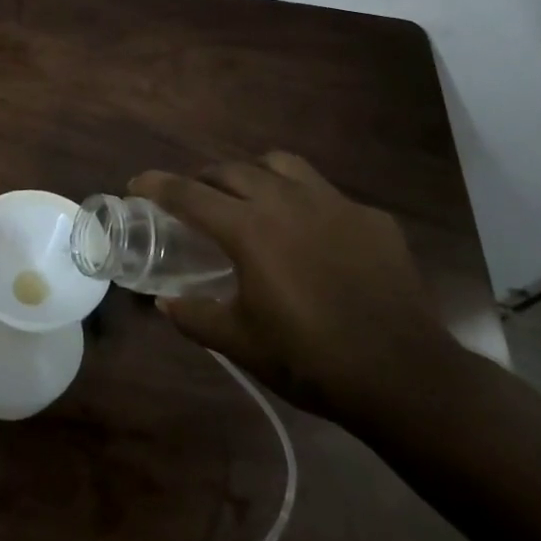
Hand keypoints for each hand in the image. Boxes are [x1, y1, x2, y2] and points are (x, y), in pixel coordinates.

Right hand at [130, 152, 452, 424]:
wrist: (404, 376)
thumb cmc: (310, 359)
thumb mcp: (240, 342)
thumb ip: (194, 316)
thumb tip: (164, 302)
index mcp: (249, 229)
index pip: (188, 194)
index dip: (156, 185)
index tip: (136, 184)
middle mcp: (286, 201)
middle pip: (232, 170)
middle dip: (204, 178)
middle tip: (193, 200)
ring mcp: (334, 204)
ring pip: (282, 164)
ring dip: (255, 174)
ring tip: (250, 197)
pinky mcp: (371, 218)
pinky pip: (327, 194)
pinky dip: (305, 202)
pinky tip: (311, 234)